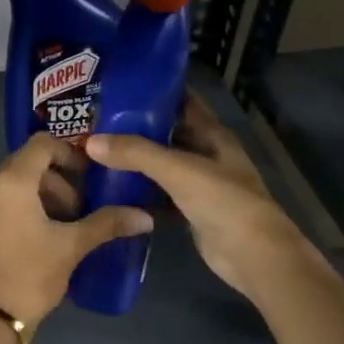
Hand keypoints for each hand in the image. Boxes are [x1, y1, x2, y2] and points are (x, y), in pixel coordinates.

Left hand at [0, 133, 151, 328]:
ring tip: (57, 228)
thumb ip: (107, 224)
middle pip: (25, 165)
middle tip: (77, 211)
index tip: (87, 177)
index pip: (41, 144)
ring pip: (9, 186)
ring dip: (37, 197)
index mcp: (11, 182)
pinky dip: (16, 210)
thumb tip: (144, 217)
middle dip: (56, 182)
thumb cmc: (30, 276)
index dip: (69, 153)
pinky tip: (33, 240)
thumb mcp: (71, 247)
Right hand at [86, 93, 305, 298]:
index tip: (119, 87)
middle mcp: (208, 155)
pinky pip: (160, 195)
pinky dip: (141, 193)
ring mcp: (200, 184)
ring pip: (163, 166)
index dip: (155, 92)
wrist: (253, 256)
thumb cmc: (223, 202)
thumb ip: (136, 153)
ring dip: (137, 161)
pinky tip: (112, 190)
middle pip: (169, 134)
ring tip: (97, 152)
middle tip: (97, 122)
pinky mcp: (191, 211)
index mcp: (213, 135)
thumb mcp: (179, 170)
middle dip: (137, 128)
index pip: (183, 102)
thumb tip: (91, 142)